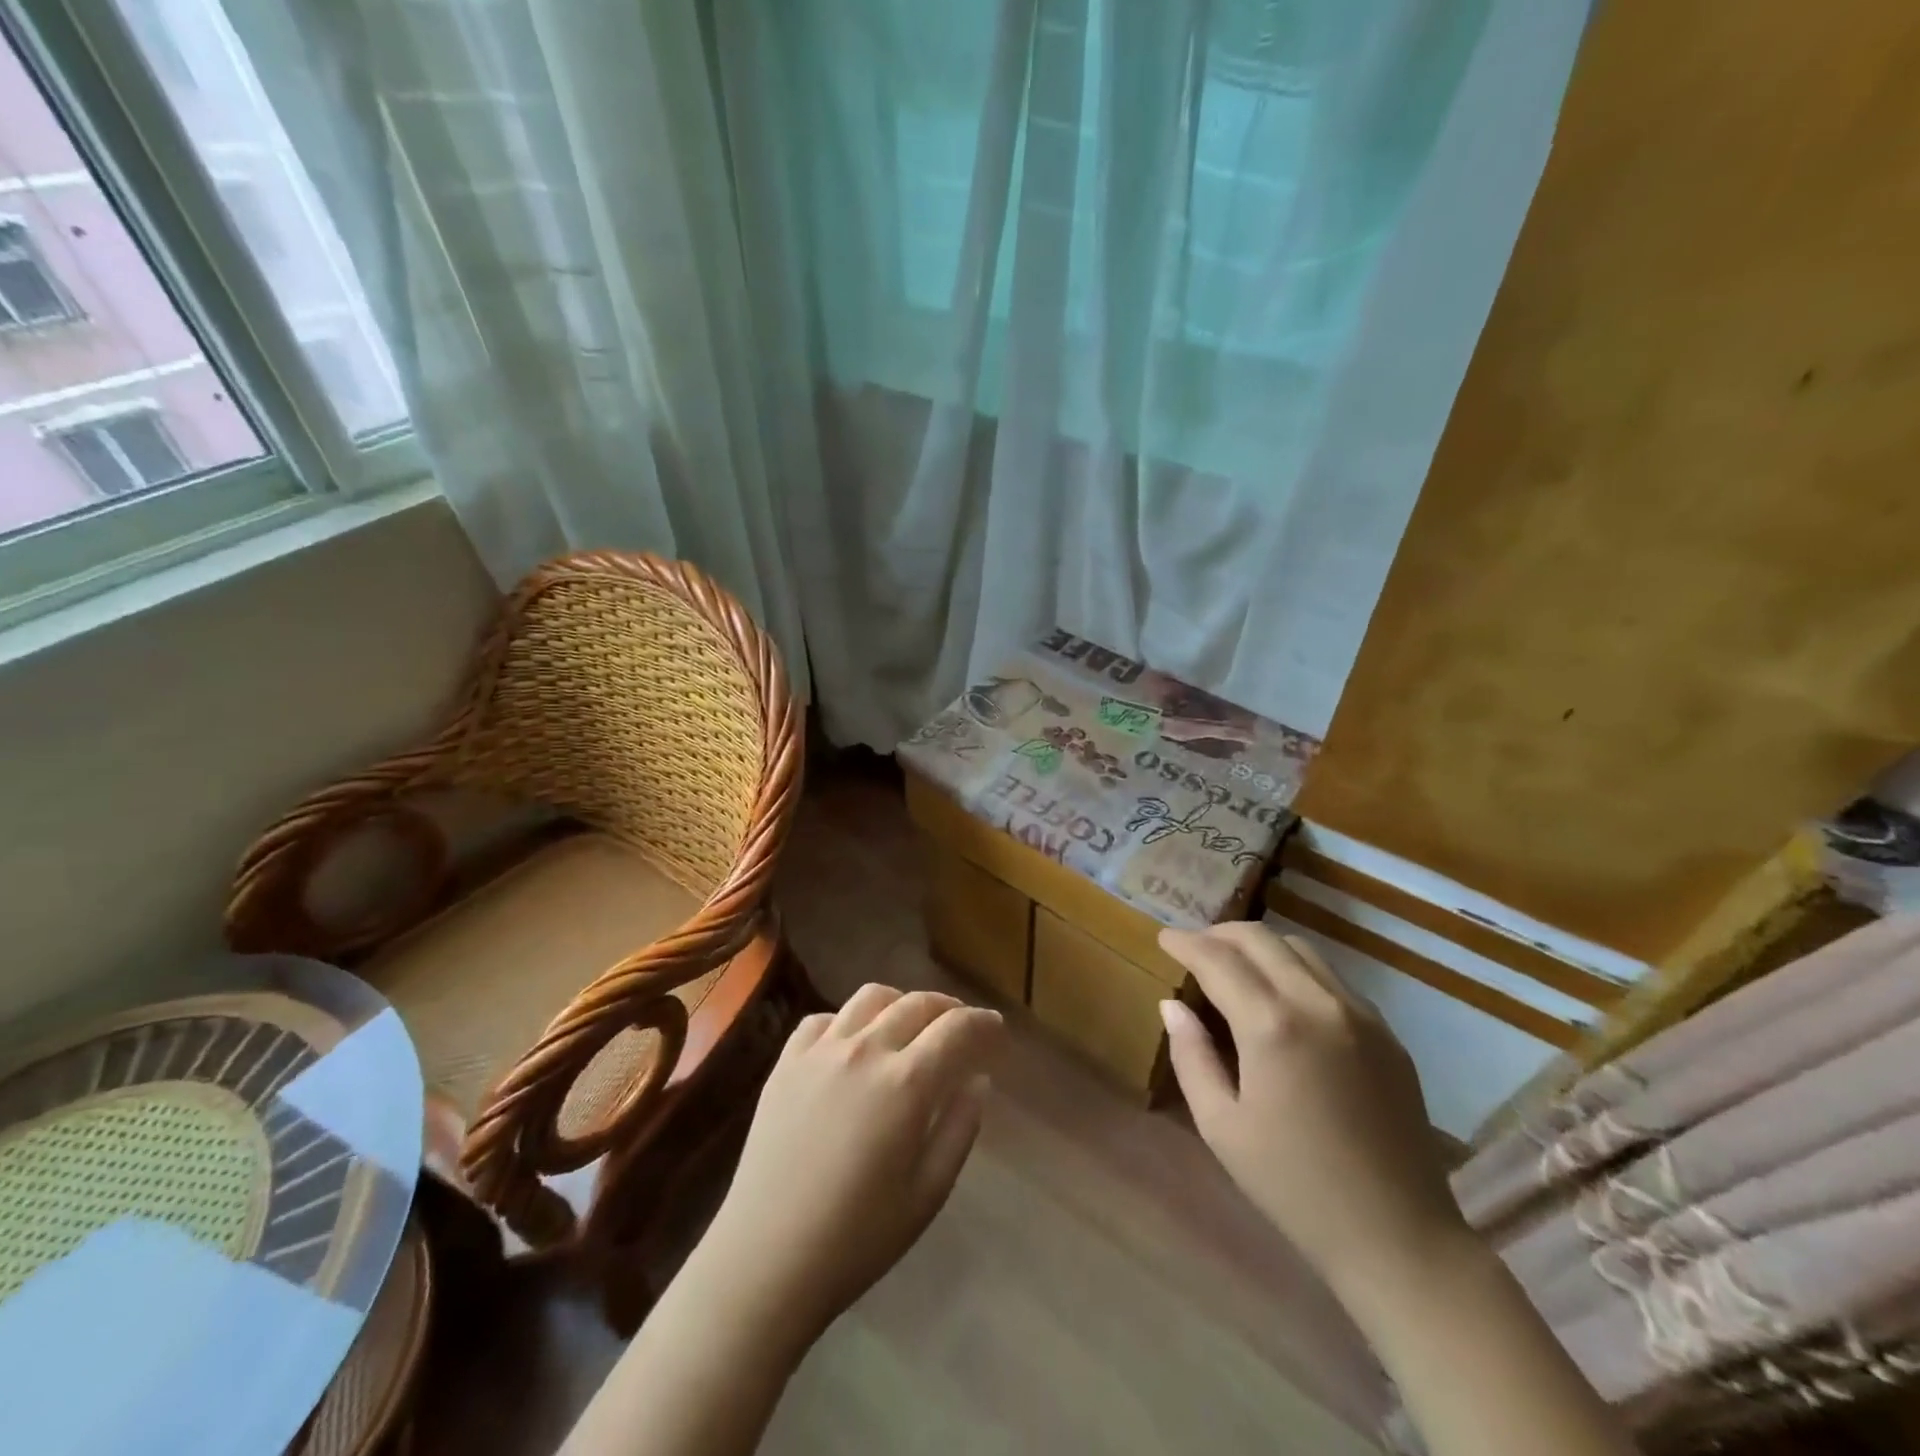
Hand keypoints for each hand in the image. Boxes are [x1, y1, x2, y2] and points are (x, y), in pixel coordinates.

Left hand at [689, 986, 1002, 1349]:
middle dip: (948, 1009)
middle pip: (917, 1004)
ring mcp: (821, 1051)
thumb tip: (978, 1079)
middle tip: (961, 1027)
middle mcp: (866, 1050)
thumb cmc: (858, 1238)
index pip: (957, 1029)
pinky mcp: (786, 1061)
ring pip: (871, 997)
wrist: (766, 1259)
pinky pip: (824, 1018)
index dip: (984, 1023)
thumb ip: (960, 1127)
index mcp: (906, 1083)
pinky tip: (853, 1044)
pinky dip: (849, 1020)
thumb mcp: (928, 1192)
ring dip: (901, 1002)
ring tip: (910, 1025)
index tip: (996, 1030)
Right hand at [1157, 923, 1467, 1294]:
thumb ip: (1191, 1056)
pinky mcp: (1387, 1033)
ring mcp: (1360, 1014)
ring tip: (1235, 965)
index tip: (1164, 938)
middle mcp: (1318, 1003)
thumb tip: (1172, 1005)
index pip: (1218, 959)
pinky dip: (1296, 969)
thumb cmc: (1293, 1186)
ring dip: (1260, 946)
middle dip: (1219, 933)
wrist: (1398, 1237)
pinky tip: (1282, 997)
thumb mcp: (1221, 1126)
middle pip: (1260, 938)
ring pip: (1301, 949)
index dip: (1185, 943)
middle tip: (1194, 947)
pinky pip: (1332, 978)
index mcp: (1272, 1026)